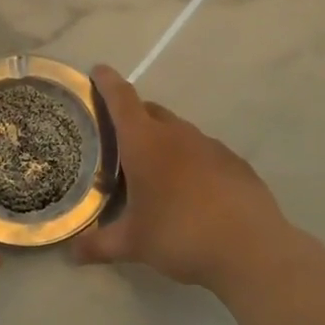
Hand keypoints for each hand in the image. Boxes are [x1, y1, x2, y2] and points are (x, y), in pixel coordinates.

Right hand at [72, 65, 290, 288]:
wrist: (251, 250)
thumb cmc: (180, 235)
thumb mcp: (133, 244)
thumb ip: (99, 245)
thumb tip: (72, 254)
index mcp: (145, 143)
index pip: (122, 100)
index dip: (107, 83)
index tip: (98, 70)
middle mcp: (177, 135)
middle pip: (150, 111)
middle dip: (133, 116)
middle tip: (117, 136)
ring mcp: (211, 146)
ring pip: (179, 131)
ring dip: (162, 140)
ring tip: (153, 168)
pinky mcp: (235, 163)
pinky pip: (204, 152)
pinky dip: (190, 160)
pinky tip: (190, 189)